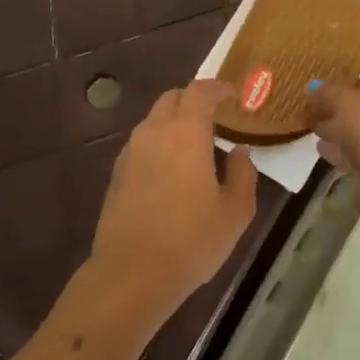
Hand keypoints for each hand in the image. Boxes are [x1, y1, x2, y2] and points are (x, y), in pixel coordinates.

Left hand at [89, 80, 258, 315]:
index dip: (216, 88)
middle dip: (193, 99)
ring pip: (153, 120)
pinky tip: (170, 167)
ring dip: (174, 121)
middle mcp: (154, 132)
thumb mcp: (235, 212)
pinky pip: (141, 143)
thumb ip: (243, 175)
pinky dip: (158, 142)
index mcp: (186, 133)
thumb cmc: (192, 240)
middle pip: (172, 98)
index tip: (230, 93)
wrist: (132, 272)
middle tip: (214, 114)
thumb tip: (241, 153)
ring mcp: (131, 152)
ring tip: (193, 142)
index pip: (199, 92)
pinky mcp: (117, 172)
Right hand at [309, 78, 359, 188]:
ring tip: (319, 138)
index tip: (323, 98)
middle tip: (318, 118)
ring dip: (344, 137)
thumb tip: (313, 88)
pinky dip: (349, 155)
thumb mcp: (343, 99)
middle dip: (343, 115)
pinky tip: (329, 155)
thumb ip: (327, 92)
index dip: (346, 90)